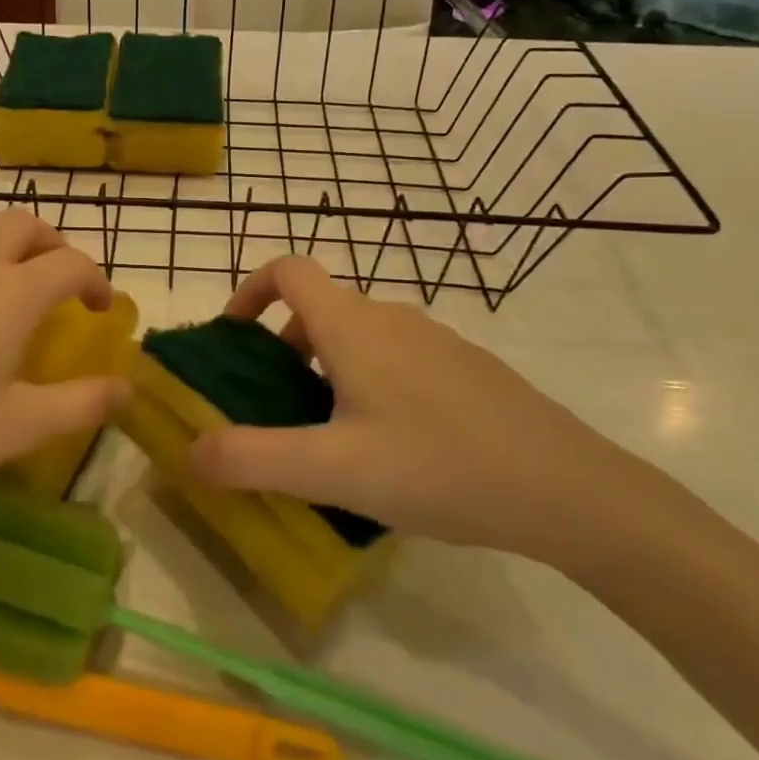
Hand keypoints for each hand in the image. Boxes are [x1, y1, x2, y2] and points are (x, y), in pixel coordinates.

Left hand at [0, 212, 129, 531]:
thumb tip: (127, 390)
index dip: (97, 280)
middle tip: (59, 287)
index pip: (70, 262)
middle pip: (23, 224)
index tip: (101, 310)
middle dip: (53, 246)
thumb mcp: (16, 430)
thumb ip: (80, 405)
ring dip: (6, 252)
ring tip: (5, 301)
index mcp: (9, 293)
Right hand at [190, 257, 645, 566]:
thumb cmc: (439, 465)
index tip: (233, 338)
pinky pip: (396, 358)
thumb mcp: (333, 469)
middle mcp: (392, 318)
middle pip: (319, 306)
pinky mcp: (466, 369)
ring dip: (324, 365)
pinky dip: (366, 381)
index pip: (288, 270)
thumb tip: (189, 451)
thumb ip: (252, 459)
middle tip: (272, 402)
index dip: (249, 291)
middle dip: (281, 343)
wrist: (569, 489)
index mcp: (353, 326)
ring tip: (325, 432)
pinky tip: (388, 447)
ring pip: (359, 335)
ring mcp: (435, 341)